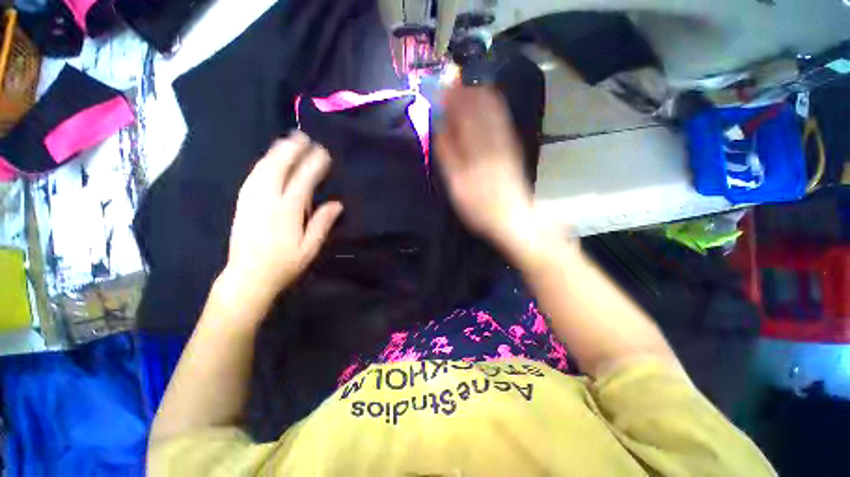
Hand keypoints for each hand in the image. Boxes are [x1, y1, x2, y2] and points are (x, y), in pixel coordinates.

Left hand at [221, 132, 342, 306]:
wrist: (247, 277)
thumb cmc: (284, 264)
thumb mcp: (310, 247)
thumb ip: (322, 223)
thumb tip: (336, 204)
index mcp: (287, 212)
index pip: (302, 180)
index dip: (313, 164)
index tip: (323, 152)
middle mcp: (266, 200)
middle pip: (278, 167)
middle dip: (291, 150)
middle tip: (303, 137)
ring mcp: (251, 200)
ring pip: (262, 169)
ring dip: (275, 152)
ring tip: (287, 141)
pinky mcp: (242, 203)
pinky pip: (252, 176)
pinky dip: (263, 164)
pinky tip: (269, 160)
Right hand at [435, 87, 536, 250]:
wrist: (513, 218)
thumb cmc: (480, 207)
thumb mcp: (457, 186)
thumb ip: (447, 156)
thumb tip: (440, 128)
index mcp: (477, 147)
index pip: (464, 111)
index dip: (452, 97)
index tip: (440, 90)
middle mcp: (493, 137)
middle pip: (481, 103)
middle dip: (465, 92)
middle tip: (450, 90)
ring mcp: (506, 141)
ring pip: (493, 108)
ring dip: (478, 97)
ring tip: (463, 95)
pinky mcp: (512, 147)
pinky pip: (502, 119)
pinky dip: (490, 108)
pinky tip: (483, 109)